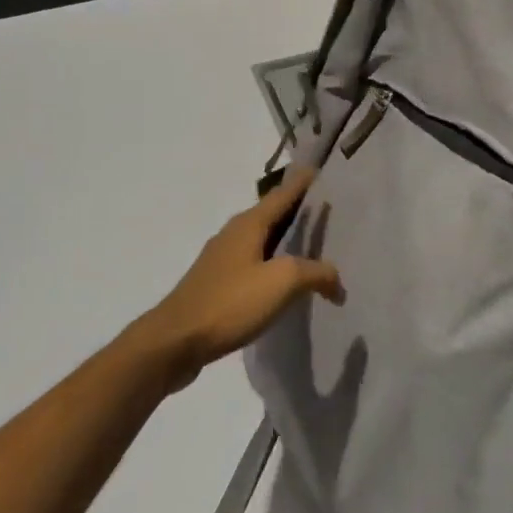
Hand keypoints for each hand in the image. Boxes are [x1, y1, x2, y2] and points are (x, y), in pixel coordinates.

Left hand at [131, 171, 343, 392]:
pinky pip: (255, 263)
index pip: (284, 192)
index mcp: (249, 223)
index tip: (326, 171)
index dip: (305, 181)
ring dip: (289, 240)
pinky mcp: (218, 284)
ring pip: (264, 240)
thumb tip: (337, 281)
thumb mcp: (282, 282)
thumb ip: (315, 273)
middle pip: (274, 214)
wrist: (175, 341)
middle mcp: (235, 233)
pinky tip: (287, 283)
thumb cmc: (230, 302)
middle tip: (333, 212)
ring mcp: (223, 259)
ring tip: (317, 247)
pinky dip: (275, 264)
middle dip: (301, 210)